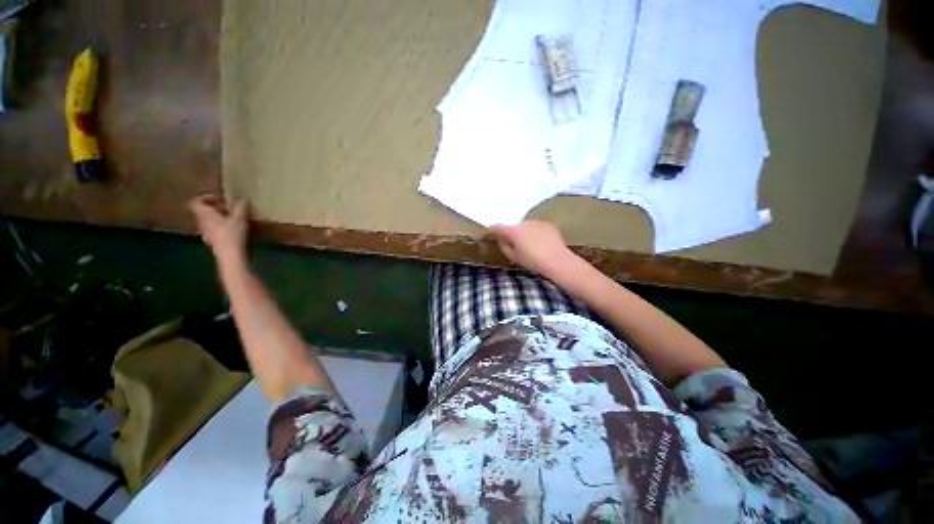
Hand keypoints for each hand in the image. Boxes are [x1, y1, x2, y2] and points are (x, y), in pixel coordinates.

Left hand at [189, 195, 248, 264]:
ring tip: (235, 220)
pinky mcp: (214, 243)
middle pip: (204, 212)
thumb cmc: (232, 235)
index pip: (197, 201)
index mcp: (205, 215)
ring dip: (221, 219)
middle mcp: (202, 223)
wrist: (230, 256)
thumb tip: (243, 199)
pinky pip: (215, 231)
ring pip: (210, 222)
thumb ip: (241, 207)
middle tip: (232, 209)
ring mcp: (206, 234)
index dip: (207, 197)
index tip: (221, 199)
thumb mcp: (240, 218)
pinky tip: (236, 231)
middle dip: (217, 209)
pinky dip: (223, 228)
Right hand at [488, 221, 576, 277]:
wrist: (557, 261)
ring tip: (528, 244)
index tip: (488, 233)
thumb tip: (502, 240)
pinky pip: (536, 227)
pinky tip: (540, 242)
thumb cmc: (533, 261)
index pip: (497, 227)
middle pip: (513, 226)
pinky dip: (535, 232)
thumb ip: (505, 247)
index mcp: (513, 231)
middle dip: (511, 233)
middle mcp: (524, 223)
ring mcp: (537, 222)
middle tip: (512, 243)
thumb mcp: (514, 257)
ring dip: (524, 232)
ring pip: (525, 226)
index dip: (491, 230)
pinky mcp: (548, 224)